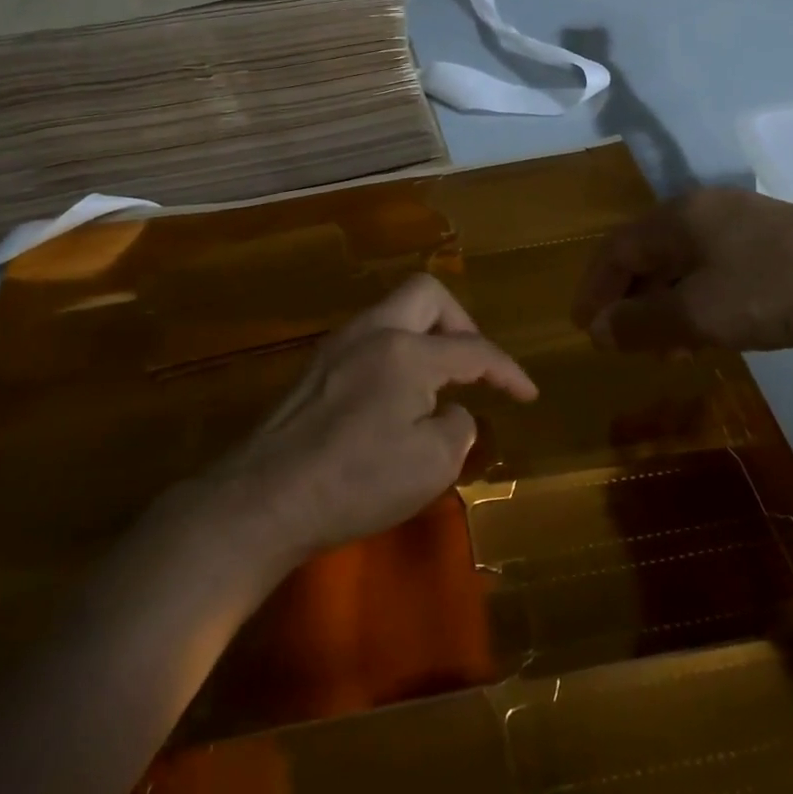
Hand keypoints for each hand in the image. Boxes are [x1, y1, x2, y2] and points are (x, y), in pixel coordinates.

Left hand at [210, 274, 536, 557]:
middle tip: (472, 365)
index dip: (507, 371)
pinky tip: (397, 395)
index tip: (528, 394)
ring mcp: (338, 345)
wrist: (265, 499)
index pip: (473, 349)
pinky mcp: (316, 367)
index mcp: (407, 351)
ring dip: (426, 335)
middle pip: (427, 294)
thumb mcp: (432, 464)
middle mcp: (372, 332)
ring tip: (438, 381)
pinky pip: (371, 337)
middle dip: (461, 322)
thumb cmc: (356, 482)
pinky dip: (397, 352)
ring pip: (394, 311)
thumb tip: (449, 410)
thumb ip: (457, 425)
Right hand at [571, 187, 792, 354]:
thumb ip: (639, 324)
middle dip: (627, 299)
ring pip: (680, 262)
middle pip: (645, 253)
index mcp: (677, 217)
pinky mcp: (771, 239)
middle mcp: (702, 209)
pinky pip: (712, 266)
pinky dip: (695, 297)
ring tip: (664, 346)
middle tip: (620, 338)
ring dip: (662, 303)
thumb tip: (598, 330)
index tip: (582, 326)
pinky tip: (707, 328)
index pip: (615, 250)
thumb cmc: (770, 292)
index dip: (593, 288)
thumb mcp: (695, 315)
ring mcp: (740, 220)